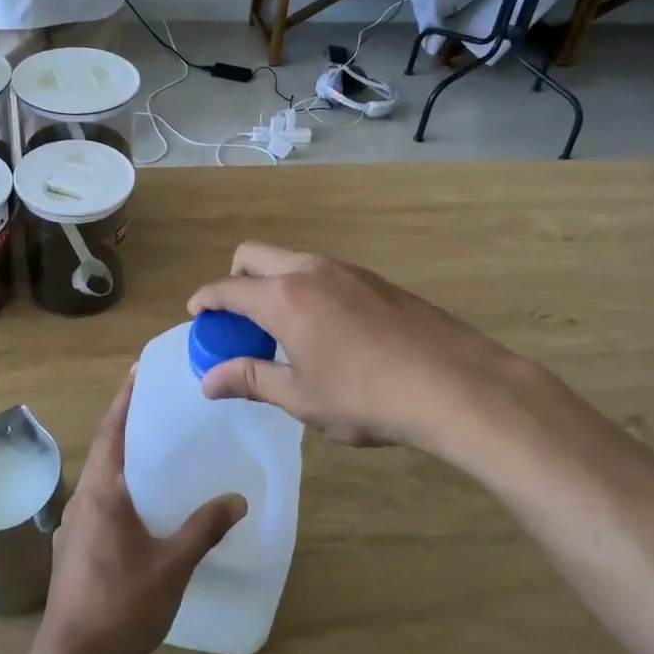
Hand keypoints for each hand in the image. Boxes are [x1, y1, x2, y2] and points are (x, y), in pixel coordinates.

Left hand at [33, 370, 244, 653]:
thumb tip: (237, 498)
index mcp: (102, 493)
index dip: (125, 398)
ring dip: (123, 455)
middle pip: (105, 448)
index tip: (138, 370)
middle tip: (159, 403)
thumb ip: (203, 529)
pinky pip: (100, 500)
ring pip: (101, 476)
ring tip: (157, 448)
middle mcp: (82, 500)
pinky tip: (142, 503)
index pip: (112, 430)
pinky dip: (120, 485)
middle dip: (127, 422)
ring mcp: (73, 525)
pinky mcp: (74, 547)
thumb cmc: (121, 606)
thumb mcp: (171, 567)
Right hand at [187, 243, 546, 454]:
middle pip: (254, 256)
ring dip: (273, 284)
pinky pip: (324, 273)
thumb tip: (208, 381)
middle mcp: (310, 270)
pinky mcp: (377, 281)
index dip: (205, 300)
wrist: (457, 385)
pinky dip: (305, 290)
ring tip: (283, 330)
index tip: (196, 315)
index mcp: (283, 297)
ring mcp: (347, 270)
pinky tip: (327, 331)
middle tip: (237, 320)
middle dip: (235, 280)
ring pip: (291, 261)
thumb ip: (251, 379)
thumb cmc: (367, 397)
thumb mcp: (301, 397)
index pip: (228, 288)